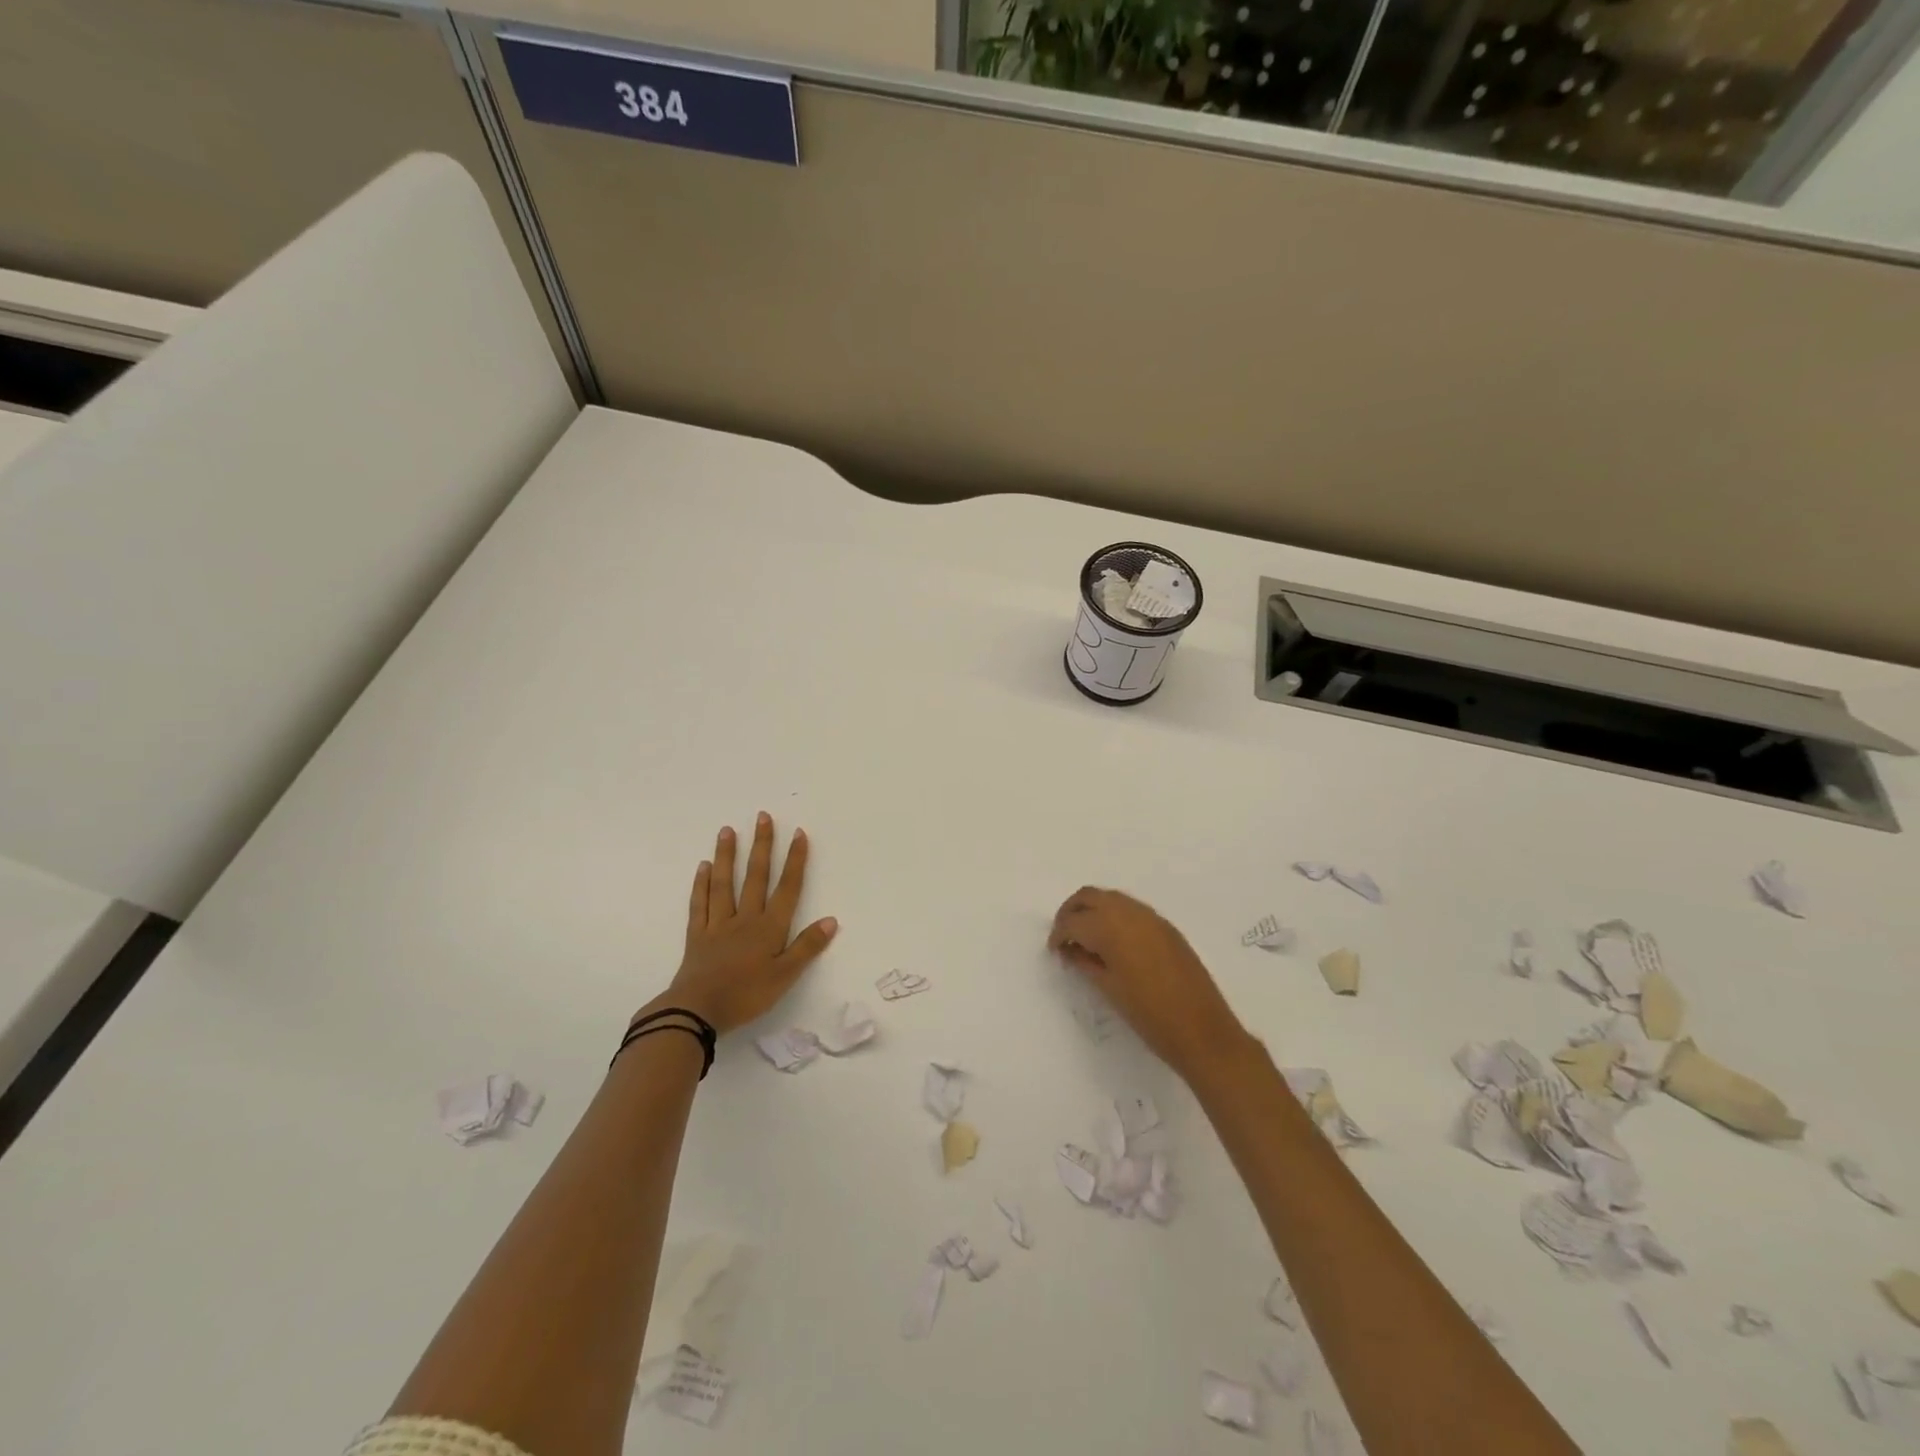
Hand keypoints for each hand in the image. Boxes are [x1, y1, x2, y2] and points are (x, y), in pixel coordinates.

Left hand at [644, 814, 837, 1035]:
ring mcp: (717, 925)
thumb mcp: (785, 976)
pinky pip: (699, 904)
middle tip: (762, 817)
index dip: (794, 860)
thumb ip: (807, 947)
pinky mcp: (697, 936)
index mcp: (769, 928)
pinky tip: (702, 867)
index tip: (798, 833)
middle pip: (755, 877)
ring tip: (727, 830)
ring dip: (727, 856)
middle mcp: (745, 918)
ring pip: (724, 884)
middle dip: (761, 846)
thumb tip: (831, 919)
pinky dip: (701, 884)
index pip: (787, 888)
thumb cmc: (746, 995)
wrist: (696, 1011)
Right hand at [1048, 886, 1246, 1081]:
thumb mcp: (1109, 989)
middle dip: (1071, 912)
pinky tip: (1113, 944)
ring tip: (1086, 941)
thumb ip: (1086, 962)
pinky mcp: (1167, 927)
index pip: (1073, 920)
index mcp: (1111, 928)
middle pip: (1089, 896)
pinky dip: (1114, 916)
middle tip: (1064, 937)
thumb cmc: (1149, 1016)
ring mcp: (1152, 917)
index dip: (1058, 934)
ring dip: (1093, 911)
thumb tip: (1071, 950)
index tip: (1054, 952)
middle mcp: (1130, 913)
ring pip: (1111, 898)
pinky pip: (1131, 909)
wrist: (1203, 1031)